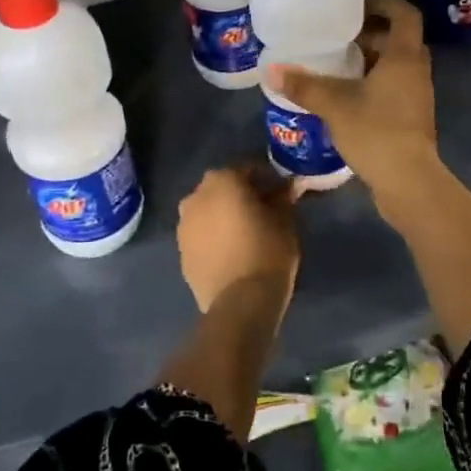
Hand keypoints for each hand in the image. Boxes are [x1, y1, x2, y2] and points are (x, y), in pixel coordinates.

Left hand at [176, 162, 300, 315]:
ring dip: (224, 216)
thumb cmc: (268, 251)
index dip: (267, 179)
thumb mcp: (285, 220)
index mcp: (222, 180)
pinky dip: (214, 238)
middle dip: (242, 195)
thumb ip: (283, 198)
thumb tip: (289, 187)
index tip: (282, 192)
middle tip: (264, 211)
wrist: (240, 302)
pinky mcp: (181, 253)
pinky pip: (201, 236)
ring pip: (208, 212)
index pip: (248, 169)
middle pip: (223, 188)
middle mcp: (196, 196)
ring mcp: (183, 226)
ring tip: (246, 233)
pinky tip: (232, 252)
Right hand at [269, 0, 438, 197]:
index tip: (355, 5)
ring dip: (370, 60)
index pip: (404, 14)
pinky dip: (372, 84)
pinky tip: (344, 96)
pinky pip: (393, 88)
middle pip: (398, 39)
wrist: (408, 182)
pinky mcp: (411, 119)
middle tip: (337, 36)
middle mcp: (416, 71)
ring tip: (335, 64)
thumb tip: (270, 70)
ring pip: (395, 66)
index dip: (383, 3)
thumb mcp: (335, 105)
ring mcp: (417, 96)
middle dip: (370, 33)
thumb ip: (304, 86)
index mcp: (404, 57)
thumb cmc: (376, 132)